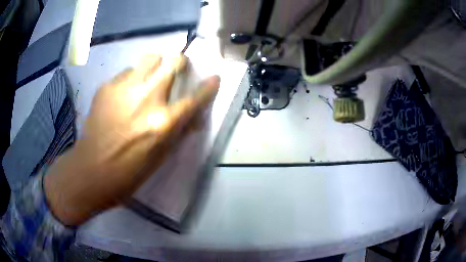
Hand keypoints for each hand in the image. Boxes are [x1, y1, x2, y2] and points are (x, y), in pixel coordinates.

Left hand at [44, 54, 219, 225]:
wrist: (91, 170)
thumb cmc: (129, 172)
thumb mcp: (160, 157)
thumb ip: (179, 132)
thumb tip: (193, 116)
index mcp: (163, 123)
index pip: (195, 98)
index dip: (209, 87)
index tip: (214, 79)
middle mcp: (147, 99)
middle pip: (174, 62)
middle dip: (180, 64)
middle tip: (176, 71)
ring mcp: (124, 89)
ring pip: (150, 58)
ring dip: (156, 66)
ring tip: (148, 79)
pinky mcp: (107, 87)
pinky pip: (127, 72)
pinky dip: (132, 79)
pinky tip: (123, 95)